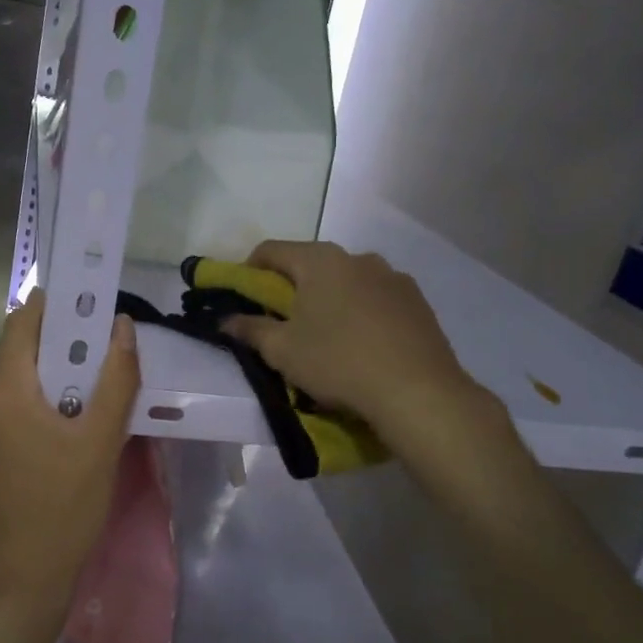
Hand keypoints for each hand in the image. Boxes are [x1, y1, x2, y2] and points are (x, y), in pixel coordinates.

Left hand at [0, 295, 139, 618]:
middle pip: (19, 352)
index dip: (55, 305)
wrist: (22, 581)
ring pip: (15, 383)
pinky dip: (38, 404)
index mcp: (5, 391)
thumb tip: (122, 327)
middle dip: (61, 344)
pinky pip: (9, 411)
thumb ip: (116, 379)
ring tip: (93, 391)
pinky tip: (68, 428)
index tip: (91, 305)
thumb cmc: (65, 508)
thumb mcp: (101, 442)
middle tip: (104, 351)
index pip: (22, 322)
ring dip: (52, 377)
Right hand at [222, 240, 493, 446]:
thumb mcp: (282, 351)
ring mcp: (393, 277)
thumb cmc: (337, 362)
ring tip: (327, 338)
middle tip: (282, 323)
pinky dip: (361, 313)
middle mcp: (357, 257)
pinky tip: (362, 346)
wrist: (417, 392)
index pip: (271, 251)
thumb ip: (249, 329)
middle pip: (311, 264)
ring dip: (329, 300)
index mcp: (320, 260)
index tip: (244, 299)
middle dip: (292, 288)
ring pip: (347, 282)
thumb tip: (225, 319)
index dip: (249, 271)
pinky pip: (376, 299)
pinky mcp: (418, 301)